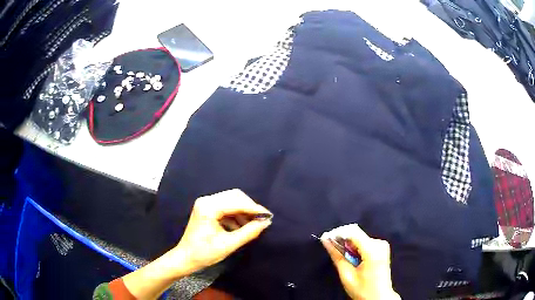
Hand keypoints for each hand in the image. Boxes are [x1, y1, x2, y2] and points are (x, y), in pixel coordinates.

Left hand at [172, 189, 272, 273]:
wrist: (186, 258)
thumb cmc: (204, 253)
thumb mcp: (228, 245)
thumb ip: (248, 232)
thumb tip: (265, 222)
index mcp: (208, 207)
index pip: (236, 202)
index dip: (254, 209)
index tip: (269, 216)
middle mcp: (206, 201)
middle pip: (235, 196)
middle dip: (250, 207)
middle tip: (261, 220)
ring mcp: (206, 204)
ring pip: (231, 200)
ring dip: (244, 211)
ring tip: (253, 225)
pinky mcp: (207, 209)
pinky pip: (226, 206)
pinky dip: (236, 214)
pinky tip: (241, 226)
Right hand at [322, 224, 400, 299]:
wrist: (380, 297)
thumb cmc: (363, 290)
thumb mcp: (347, 275)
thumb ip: (337, 256)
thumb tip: (326, 240)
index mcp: (372, 250)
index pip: (353, 232)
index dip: (337, 233)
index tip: (326, 239)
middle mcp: (379, 243)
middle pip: (356, 234)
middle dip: (342, 240)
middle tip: (333, 251)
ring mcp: (382, 245)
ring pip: (359, 237)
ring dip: (349, 245)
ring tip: (344, 259)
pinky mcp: (382, 248)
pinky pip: (365, 242)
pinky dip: (355, 248)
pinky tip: (353, 258)